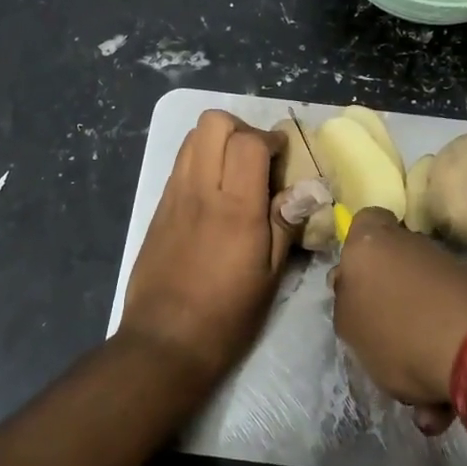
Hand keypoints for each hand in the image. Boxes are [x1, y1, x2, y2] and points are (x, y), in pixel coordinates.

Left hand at [120, 111, 296, 385]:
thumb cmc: (227, 315)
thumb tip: (309, 188)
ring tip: (236, 172)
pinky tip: (214, 194)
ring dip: (218, 141)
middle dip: (241, 129)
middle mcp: (200, 190)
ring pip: (192, 137)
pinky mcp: (158, 208)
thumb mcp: (270, 275)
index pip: (248, 141)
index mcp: (235, 207)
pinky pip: (180, 164)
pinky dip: (200, 161)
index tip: (283, 155)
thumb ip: (286, 223)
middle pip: (213, 122)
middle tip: (258, 158)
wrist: (164, 342)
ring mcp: (173, 196)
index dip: (271, 138)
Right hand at [332, 208, 466, 431]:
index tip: (355, 283)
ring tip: (419, 400)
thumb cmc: (398, 331)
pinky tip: (442, 405)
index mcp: (373, 243)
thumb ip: (346, 302)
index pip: (364, 222)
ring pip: (422, 310)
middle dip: (389, 312)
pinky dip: (444, 362)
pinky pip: (450, 331)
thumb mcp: (350, 326)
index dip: (358, 249)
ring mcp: (452, 272)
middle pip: (394, 272)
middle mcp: (414, 247)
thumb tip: (352, 287)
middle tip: (381, 350)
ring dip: (417, 350)